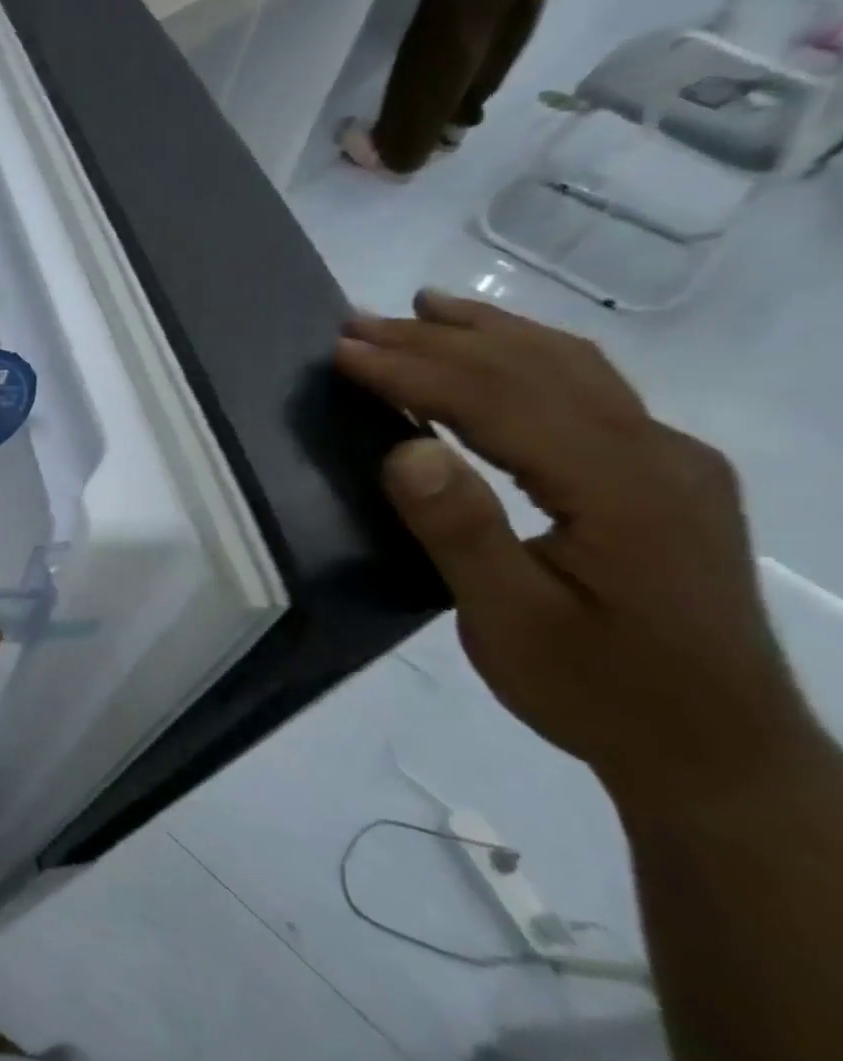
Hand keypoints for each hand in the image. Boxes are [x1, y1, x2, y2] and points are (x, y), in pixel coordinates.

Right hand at [336, 290, 813, 812]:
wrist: (718, 752)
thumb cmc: (599, 691)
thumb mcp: (512, 623)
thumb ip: (461, 531)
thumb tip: (403, 448)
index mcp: (620, 488)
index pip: (499, 401)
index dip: (414, 370)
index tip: (342, 351)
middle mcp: (657, 454)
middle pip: (535, 370)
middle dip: (437, 340)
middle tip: (357, 322)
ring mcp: (670, 461)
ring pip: (572, 368)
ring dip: (487, 334)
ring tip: (422, 308)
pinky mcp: (666, 476)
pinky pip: (590, 392)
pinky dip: (528, 358)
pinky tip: (499, 354)